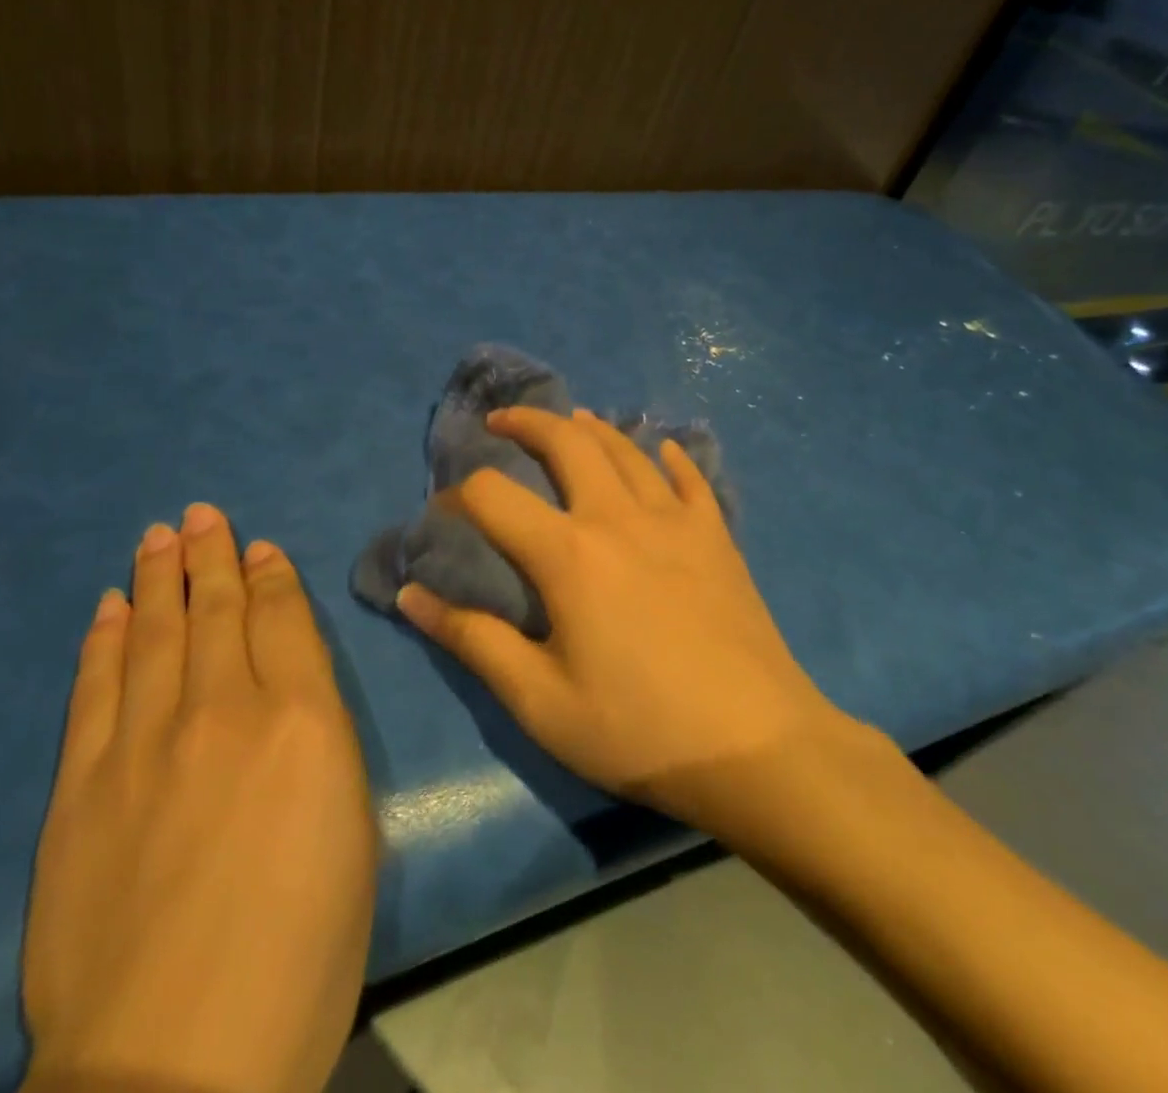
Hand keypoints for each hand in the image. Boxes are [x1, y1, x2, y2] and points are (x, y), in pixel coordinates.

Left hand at [22, 505, 376, 1092]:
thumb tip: (296, 688)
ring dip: (156, 578)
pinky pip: (94, 688)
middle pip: (215, 610)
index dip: (270, 575)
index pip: (281, 619)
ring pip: (151, 632)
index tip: (258, 545)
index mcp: (300, 719)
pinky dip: (101, 640)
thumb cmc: (303, 951)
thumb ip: (322, 738)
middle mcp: (221, 708)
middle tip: (200, 514)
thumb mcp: (352, 828)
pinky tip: (106, 606)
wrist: (176, 1062)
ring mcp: (142, 742)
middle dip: (210, 556)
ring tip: (158, 535)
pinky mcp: (80, 785)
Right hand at [397, 407, 865, 838]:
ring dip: (592, 429)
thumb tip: (410, 596)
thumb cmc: (638, 729)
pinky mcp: (716, 536)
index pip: (495, 497)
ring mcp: (675, 520)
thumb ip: (473, 641)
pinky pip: (690, 478)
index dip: (460, 494)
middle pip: (567, 443)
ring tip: (572, 421)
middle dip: (528, 422)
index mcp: (569, 554)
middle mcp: (618, 517)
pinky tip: (662, 448)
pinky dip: (670, 456)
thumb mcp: (540, 701)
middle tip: (502, 421)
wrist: (757, 747)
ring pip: (627, 450)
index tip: (444, 510)